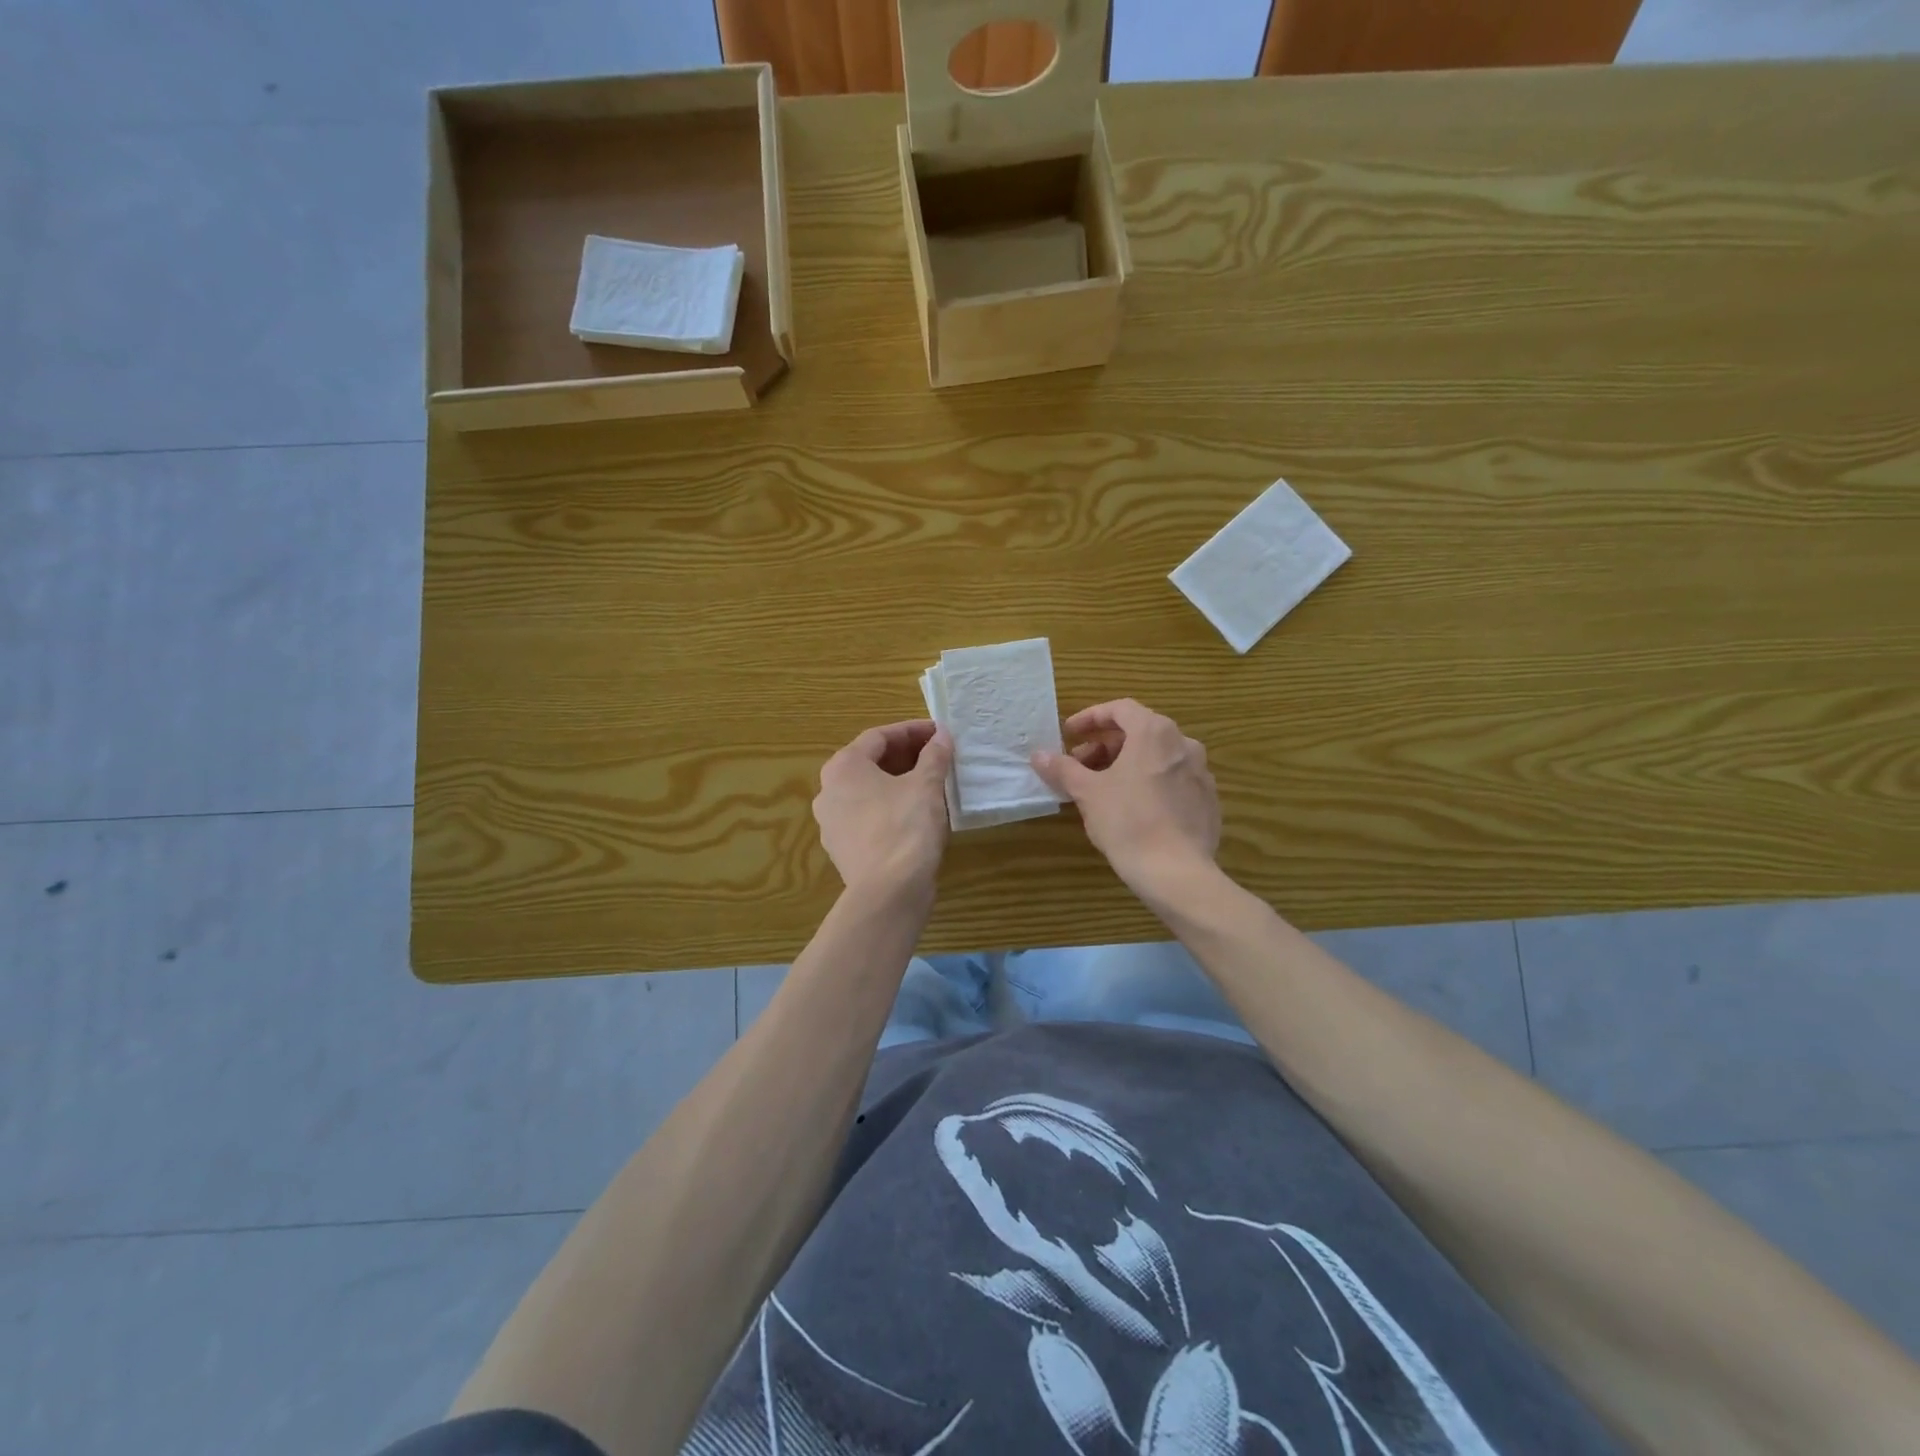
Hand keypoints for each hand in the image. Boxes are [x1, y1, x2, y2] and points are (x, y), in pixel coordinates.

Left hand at [813, 720, 953, 897]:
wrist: (888, 893)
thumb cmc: (905, 828)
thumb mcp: (926, 786)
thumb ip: (934, 755)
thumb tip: (941, 735)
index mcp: (844, 767)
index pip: (879, 737)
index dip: (912, 731)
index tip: (939, 733)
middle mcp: (828, 790)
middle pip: (869, 762)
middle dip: (905, 756)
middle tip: (937, 756)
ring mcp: (831, 822)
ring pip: (867, 791)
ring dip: (897, 782)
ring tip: (930, 783)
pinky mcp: (842, 848)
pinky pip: (867, 816)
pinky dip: (889, 807)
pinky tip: (915, 814)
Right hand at [1032, 699, 1220, 898]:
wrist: (1176, 872)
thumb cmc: (1127, 822)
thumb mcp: (1087, 792)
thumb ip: (1063, 769)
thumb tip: (1039, 755)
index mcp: (1155, 732)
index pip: (1120, 709)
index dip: (1090, 718)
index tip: (1069, 734)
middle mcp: (1184, 743)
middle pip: (1140, 732)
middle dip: (1106, 745)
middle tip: (1081, 766)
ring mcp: (1201, 772)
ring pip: (1157, 757)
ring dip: (1127, 764)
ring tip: (1104, 788)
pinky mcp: (1208, 800)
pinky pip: (1173, 780)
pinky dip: (1150, 783)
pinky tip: (1133, 808)